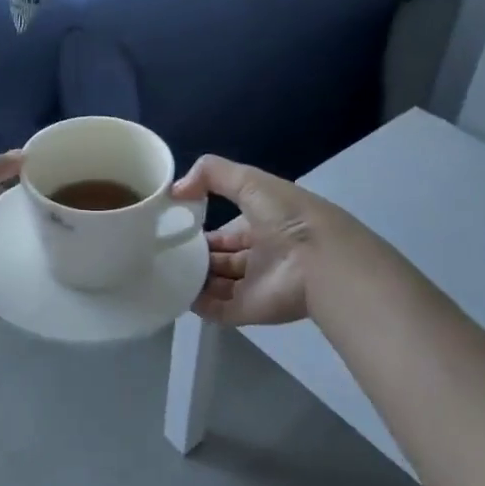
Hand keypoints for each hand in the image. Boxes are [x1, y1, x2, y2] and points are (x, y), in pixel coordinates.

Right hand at [171, 155, 347, 325]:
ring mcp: (255, 285)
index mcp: (264, 224)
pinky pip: (219, 311)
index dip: (204, 228)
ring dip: (193, 279)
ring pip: (217, 284)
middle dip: (195, 255)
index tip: (174, 227)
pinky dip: (198, 305)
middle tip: (163, 252)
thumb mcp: (250, 181)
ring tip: (163, 272)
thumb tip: (175, 190)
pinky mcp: (249, 310)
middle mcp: (260, 255)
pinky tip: (176, 295)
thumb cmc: (288, 217)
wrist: (321, 261)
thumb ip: (212, 175)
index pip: (228, 229)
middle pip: (221, 258)